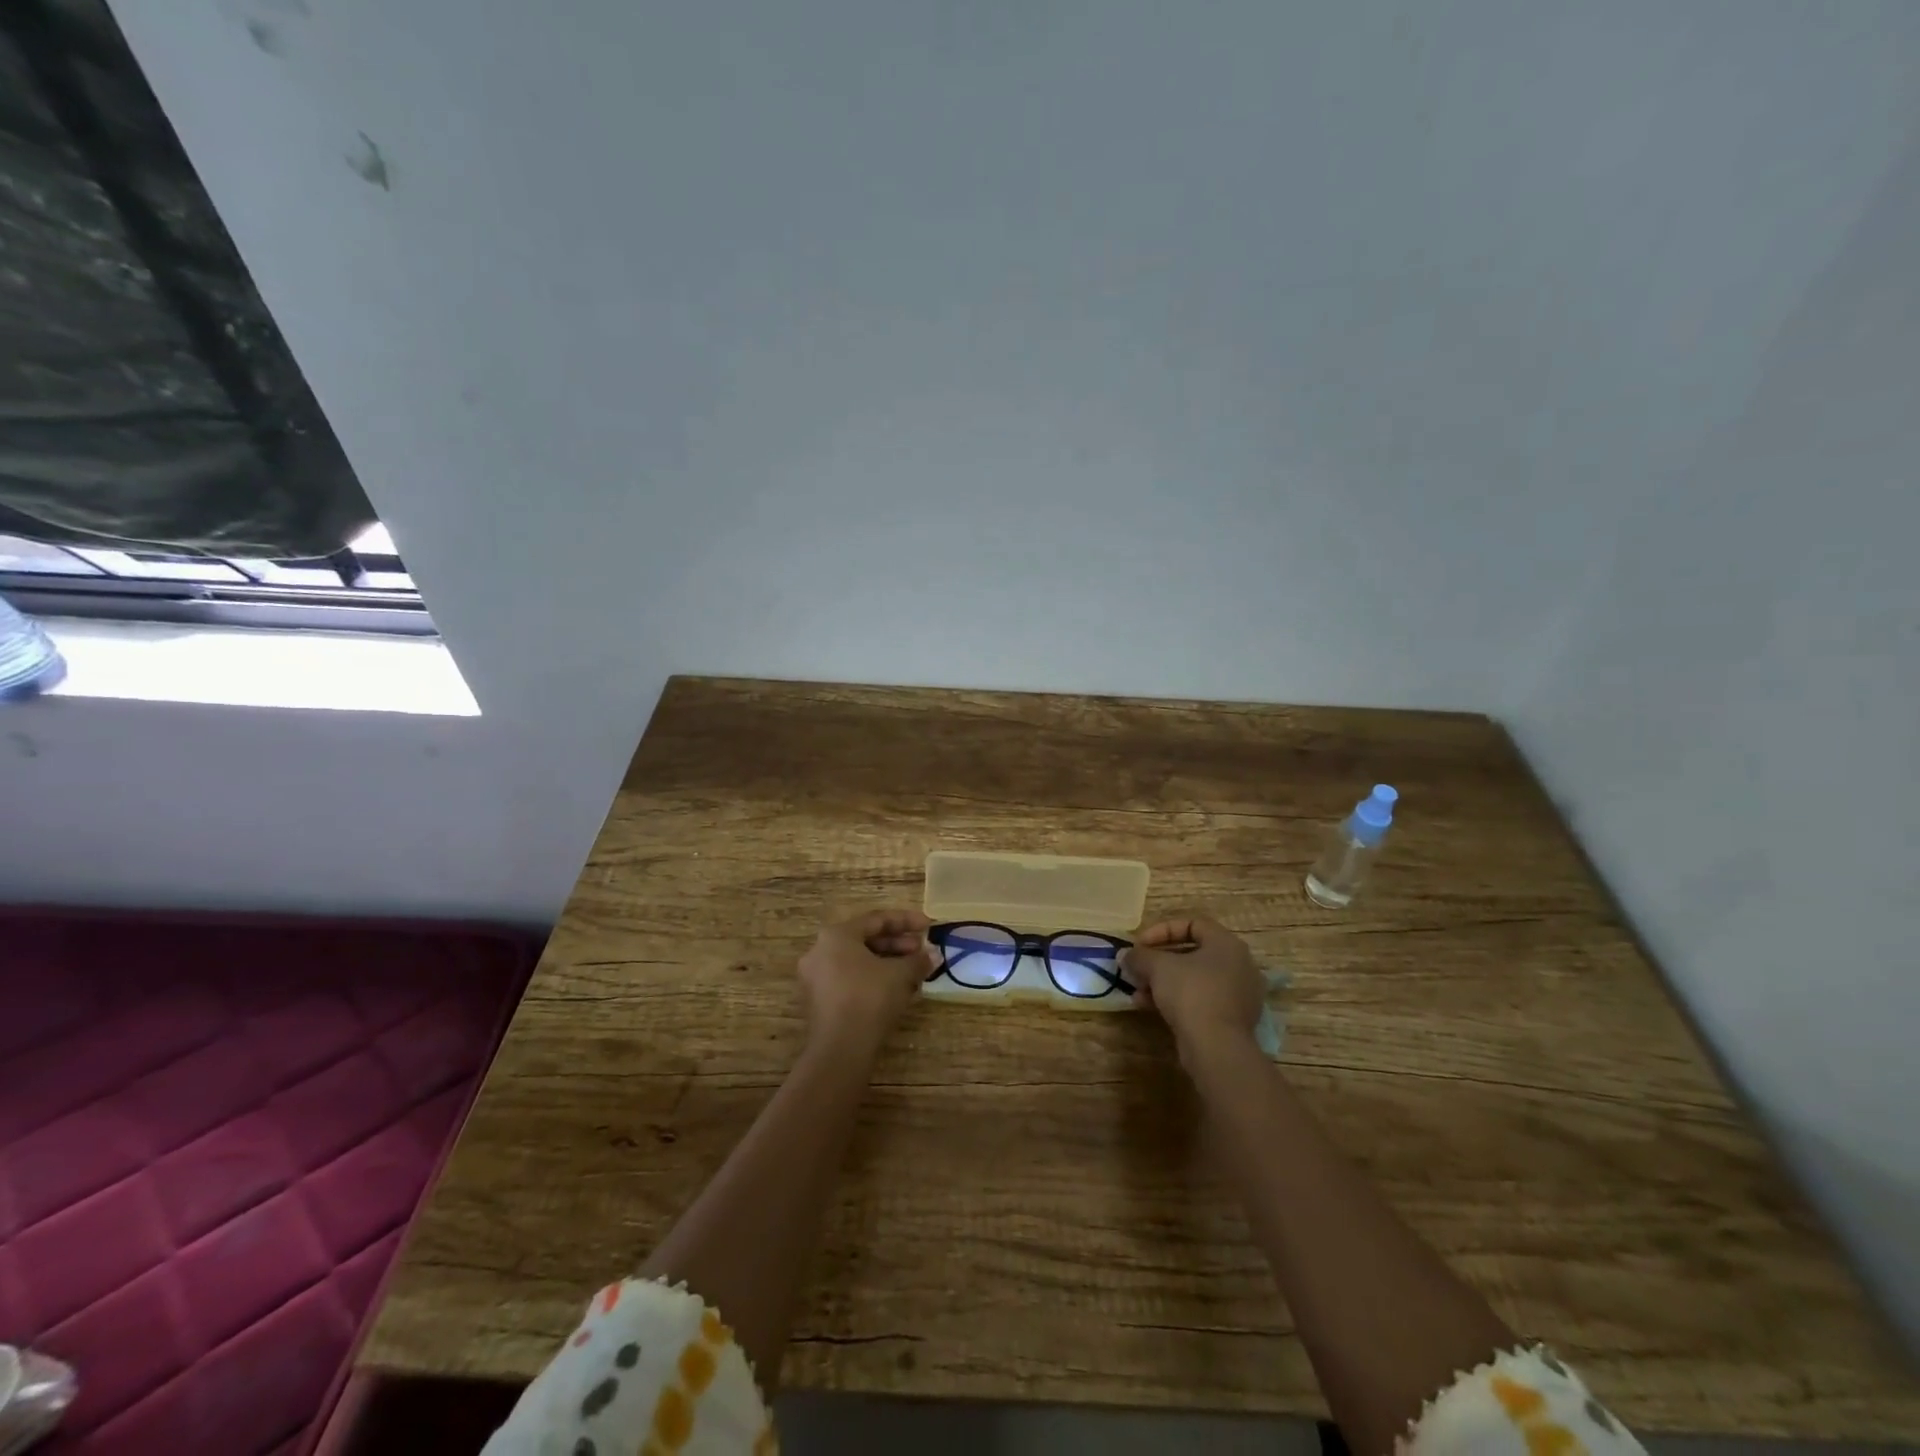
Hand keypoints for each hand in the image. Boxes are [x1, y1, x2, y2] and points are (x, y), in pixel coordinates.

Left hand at [797, 909, 934, 1049]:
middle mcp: (820, 950)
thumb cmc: (869, 998)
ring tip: (913, 972)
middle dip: (897, 944)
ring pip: (858, 961)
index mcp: (836, 935)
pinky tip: (896, 990)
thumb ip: (918, 960)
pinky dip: (873, 979)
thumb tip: (934, 955)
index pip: (876, 919)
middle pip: (865, 940)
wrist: (840, 1049)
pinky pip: (850, 979)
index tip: (929, 926)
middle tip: (921, 951)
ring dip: (888, 963)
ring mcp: (816, 977)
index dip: (906, 921)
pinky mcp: (819, 1001)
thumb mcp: (900, 975)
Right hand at [1123, 915, 1265, 1059]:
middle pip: (1191, 953)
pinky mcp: (1231, 1019)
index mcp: (1227, 944)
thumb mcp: (1158, 967)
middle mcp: (1238, 965)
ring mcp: (1237, 994)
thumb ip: (1140, 956)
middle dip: (1158, 960)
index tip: (1140, 944)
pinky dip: (1175, 999)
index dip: (1162, 930)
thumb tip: (1125, 955)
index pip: (1192, 924)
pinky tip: (1148, 1007)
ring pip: (1193, 979)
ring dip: (1162, 982)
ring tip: (1137, 991)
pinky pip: (1199, 999)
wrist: (1217, 1047)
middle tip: (1137, 968)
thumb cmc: (1191, 993)